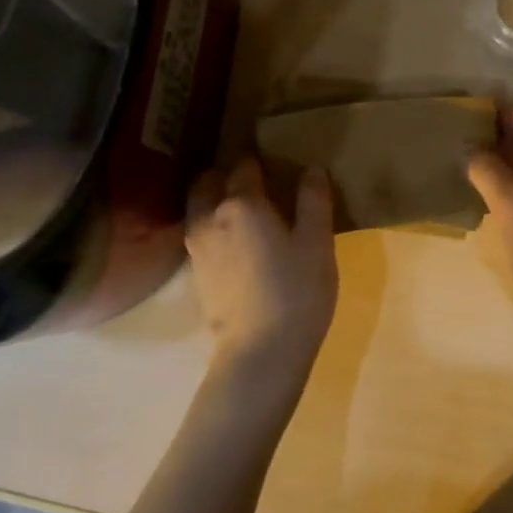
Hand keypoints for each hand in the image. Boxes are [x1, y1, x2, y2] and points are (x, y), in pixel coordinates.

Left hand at [185, 157, 337, 394]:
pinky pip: (199, 234)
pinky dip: (212, 226)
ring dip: (213, 199)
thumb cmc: (296, 292)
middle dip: (225, 174)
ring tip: (241, 209)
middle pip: (209, 182)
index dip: (258, 159)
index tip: (272, 159)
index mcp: (242, 203)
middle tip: (251, 180)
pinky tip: (234, 241)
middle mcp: (210, 217)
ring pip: (199, 208)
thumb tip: (312, 169)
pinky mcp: (195, 274)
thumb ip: (313, 201)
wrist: (260, 353)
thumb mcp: (317, 243)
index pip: (245, 166)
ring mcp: (197, 247)